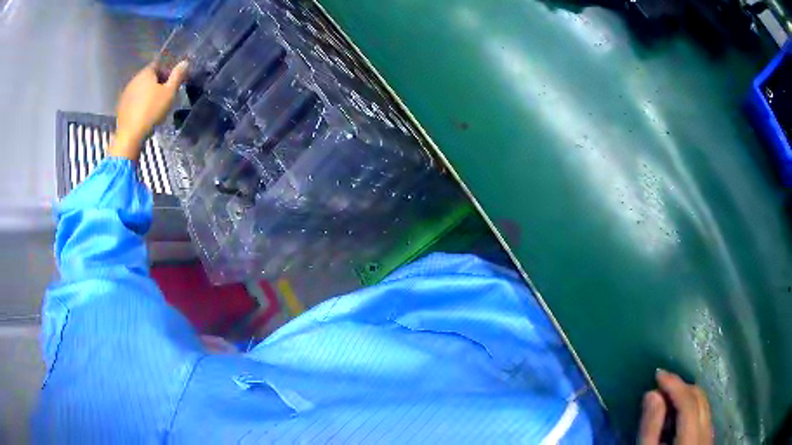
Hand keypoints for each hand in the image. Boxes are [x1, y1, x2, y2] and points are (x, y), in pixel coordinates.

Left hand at [110, 61, 188, 159]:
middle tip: (165, 95)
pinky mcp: (121, 106)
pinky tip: (143, 114)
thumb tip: (184, 62)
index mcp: (146, 72)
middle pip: (149, 77)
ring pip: (140, 89)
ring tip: (154, 106)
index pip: (159, 65)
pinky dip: (139, 103)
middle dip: (157, 83)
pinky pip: (133, 100)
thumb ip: (177, 76)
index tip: (172, 83)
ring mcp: (126, 93)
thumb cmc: (152, 111)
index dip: (167, 72)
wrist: (130, 135)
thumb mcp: (170, 93)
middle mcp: (134, 79)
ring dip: (147, 94)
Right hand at [639, 369, 712, 443]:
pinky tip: (679, 414)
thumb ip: (650, 428)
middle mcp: (706, 433)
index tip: (658, 374)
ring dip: (687, 396)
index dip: (675, 385)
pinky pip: (704, 414)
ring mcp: (709, 435)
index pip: (688, 403)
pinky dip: (692, 407)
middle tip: (662, 385)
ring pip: (704, 404)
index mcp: (691, 439)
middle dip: (681, 387)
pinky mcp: (708, 438)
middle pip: (700, 399)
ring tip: (669, 397)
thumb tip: (652, 394)